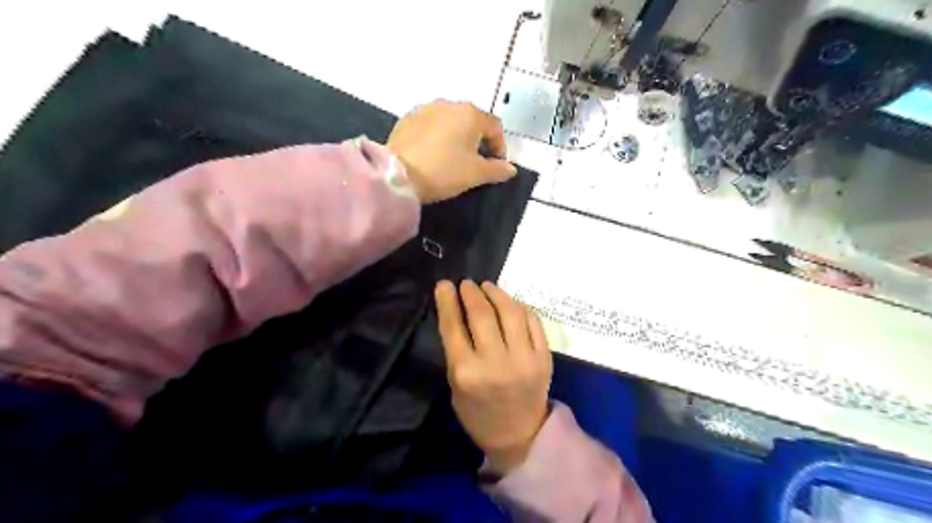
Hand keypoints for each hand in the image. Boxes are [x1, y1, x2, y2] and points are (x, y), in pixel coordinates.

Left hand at [385, 100, 517, 204]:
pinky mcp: (407, 118)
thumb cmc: (444, 171)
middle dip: (478, 140)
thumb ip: (497, 170)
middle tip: (476, 162)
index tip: (496, 165)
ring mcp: (425, 109)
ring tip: (454, 158)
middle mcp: (449, 104)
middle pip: (472, 120)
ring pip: (450, 121)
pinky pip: (431, 125)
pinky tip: (433, 154)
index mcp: (470, 114)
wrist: (398, 175)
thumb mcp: (475, 174)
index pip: (494, 126)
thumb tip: (511, 169)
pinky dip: (437, 136)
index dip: (499, 146)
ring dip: (457, 136)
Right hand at [434, 281, 547, 473]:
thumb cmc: (478, 413)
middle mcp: (495, 363)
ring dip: (496, 294)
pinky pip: (533, 322)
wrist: (519, 435)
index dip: (447, 301)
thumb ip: (456, 350)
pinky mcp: (544, 358)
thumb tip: (457, 311)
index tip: (444, 284)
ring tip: (487, 287)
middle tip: (467, 284)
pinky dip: (520, 307)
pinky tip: (510, 303)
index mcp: (466, 373)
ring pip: (510, 312)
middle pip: (482, 315)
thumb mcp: (456, 385)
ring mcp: (524, 359)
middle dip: (471, 293)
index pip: (453, 326)